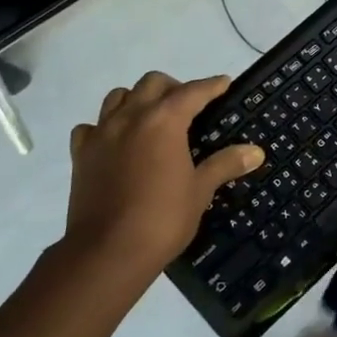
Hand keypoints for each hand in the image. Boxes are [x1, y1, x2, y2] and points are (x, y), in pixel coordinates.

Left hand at [53, 72, 260, 299]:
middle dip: (173, 88)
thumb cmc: (162, 218)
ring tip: (151, 120)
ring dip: (137, 100)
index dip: (211, 86)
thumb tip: (255, 152)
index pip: (192, 91)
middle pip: (152, 83)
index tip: (223, 83)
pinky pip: (91, 127)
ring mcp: (101, 134)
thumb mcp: (200, 190)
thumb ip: (225, 164)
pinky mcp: (80, 154)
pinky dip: (105, 127)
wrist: (107, 252)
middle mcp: (130, 117)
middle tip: (188, 108)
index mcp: (164, 121)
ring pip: (118, 97)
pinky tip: (116, 143)